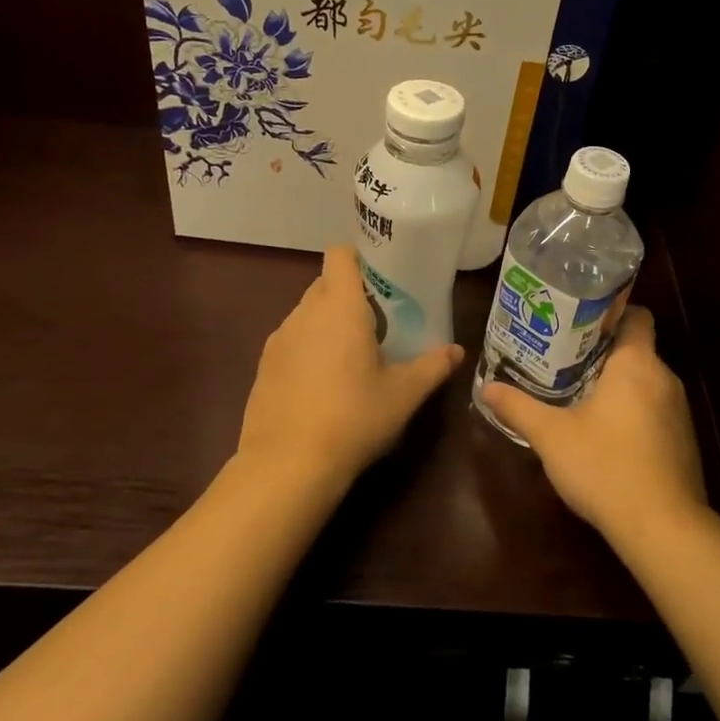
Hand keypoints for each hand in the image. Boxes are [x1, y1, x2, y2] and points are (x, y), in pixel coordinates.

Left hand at [236, 245, 463, 492]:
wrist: (287, 466)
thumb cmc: (354, 418)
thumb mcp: (404, 394)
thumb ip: (432, 366)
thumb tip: (456, 351)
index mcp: (340, 307)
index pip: (340, 255)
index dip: (360, 256)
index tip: (383, 276)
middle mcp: (305, 313)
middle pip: (326, 283)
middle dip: (351, 294)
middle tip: (380, 321)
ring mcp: (279, 339)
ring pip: (307, 313)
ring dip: (329, 323)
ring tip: (354, 355)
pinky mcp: (263, 366)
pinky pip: (292, 340)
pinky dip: (309, 348)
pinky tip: (324, 384)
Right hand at [480, 309, 706, 544]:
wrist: (662, 528)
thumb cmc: (605, 466)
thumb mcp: (552, 436)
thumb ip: (519, 408)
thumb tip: (487, 388)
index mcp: (636, 363)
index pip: (636, 315)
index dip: (611, 312)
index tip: (579, 321)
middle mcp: (664, 378)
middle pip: (636, 349)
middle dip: (603, 352)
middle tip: (564, 358)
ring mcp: (679, 411)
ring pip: (645, 382)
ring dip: (618, 385)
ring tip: (579, 393)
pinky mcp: (683, 441)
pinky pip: (656, 411)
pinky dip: (633, 413)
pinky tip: (606, 434)